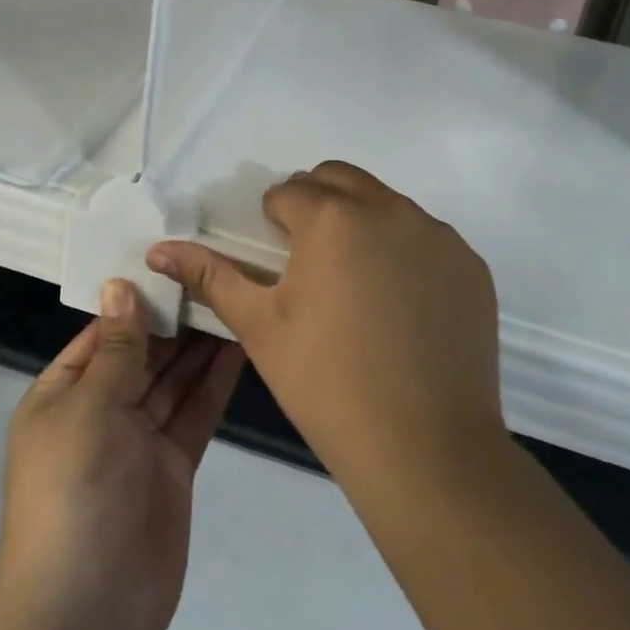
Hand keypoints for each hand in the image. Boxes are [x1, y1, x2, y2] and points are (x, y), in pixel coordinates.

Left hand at [0, 279, 245, 629]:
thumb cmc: (74, 492)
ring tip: (234, 297)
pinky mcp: (173, 466)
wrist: (87, 612)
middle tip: (217, 271)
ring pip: (173, 380)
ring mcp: (138, 440)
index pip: (102, 333)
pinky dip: (213, 382)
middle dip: (175, 319)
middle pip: (142, 353)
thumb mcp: (89, 407)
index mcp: (63, 394)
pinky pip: (194, 413)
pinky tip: (238, 346)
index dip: (136, 300)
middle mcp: (99, 411)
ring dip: (199, 345)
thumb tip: (120, 284)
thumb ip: (117, 347)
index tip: (174, 260)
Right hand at [146, 161, 502, 489]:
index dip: (273, 221)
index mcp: (333, 217)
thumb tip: (159, 249)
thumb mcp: (260, 327)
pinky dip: (404, 252)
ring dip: (361, 223)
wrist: (427, 450)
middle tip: (308, 261)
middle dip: (316, 203)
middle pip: (339, 179)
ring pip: (385, 204)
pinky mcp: (470, 264)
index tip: (275, 260)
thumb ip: (211, 276)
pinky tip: (400, 306)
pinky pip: (425, 237)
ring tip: (356, 286)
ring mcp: (437, 235)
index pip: (289, 192)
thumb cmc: (327, 384)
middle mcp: (389, 209)